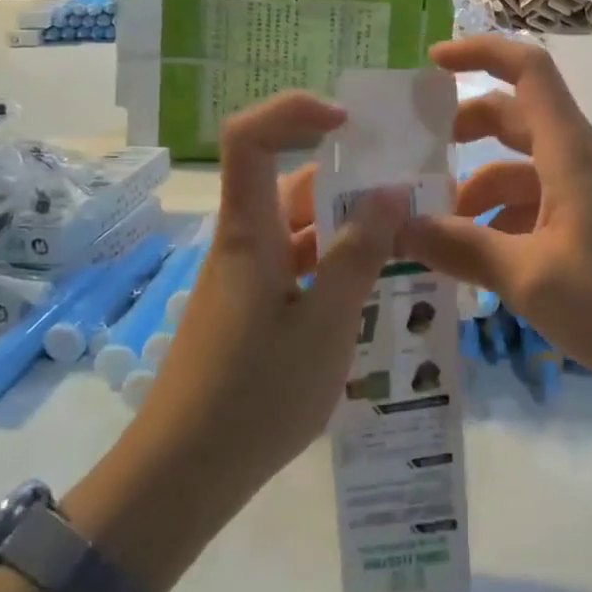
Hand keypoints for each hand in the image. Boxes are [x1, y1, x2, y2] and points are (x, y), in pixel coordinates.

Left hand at [132, 93, 408, 520]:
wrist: (180, 480)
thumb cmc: (252, 398)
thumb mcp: (323, 326)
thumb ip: (357, 256)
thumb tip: (389, 192)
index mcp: (250, 233)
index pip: (251, 139)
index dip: (293, 112)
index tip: (349, 123)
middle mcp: (246, 244)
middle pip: (292, 184)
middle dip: (350, 178)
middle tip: (411, 190)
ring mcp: (249, 279)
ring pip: (301, 229)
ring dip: (349, 226)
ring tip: (409, 237)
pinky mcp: (254, 311)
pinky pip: (300, 266)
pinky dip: (336, 265)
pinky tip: (377, 286)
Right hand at [396, 36, 591, 389]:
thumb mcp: (529, 277)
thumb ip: (462, 249)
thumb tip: (397, 228)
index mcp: (566, 150)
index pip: (526, 70)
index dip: (480, 53)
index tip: (432, 62)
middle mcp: (574, 159)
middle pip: (511, 119)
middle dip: (461, 132)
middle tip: (413, 159)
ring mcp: (583, 193)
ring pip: (517, 171)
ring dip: (475, 192)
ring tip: (432, 234)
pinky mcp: (588, 224)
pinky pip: (532, 206)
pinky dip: (498, 222)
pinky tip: (474, 263)